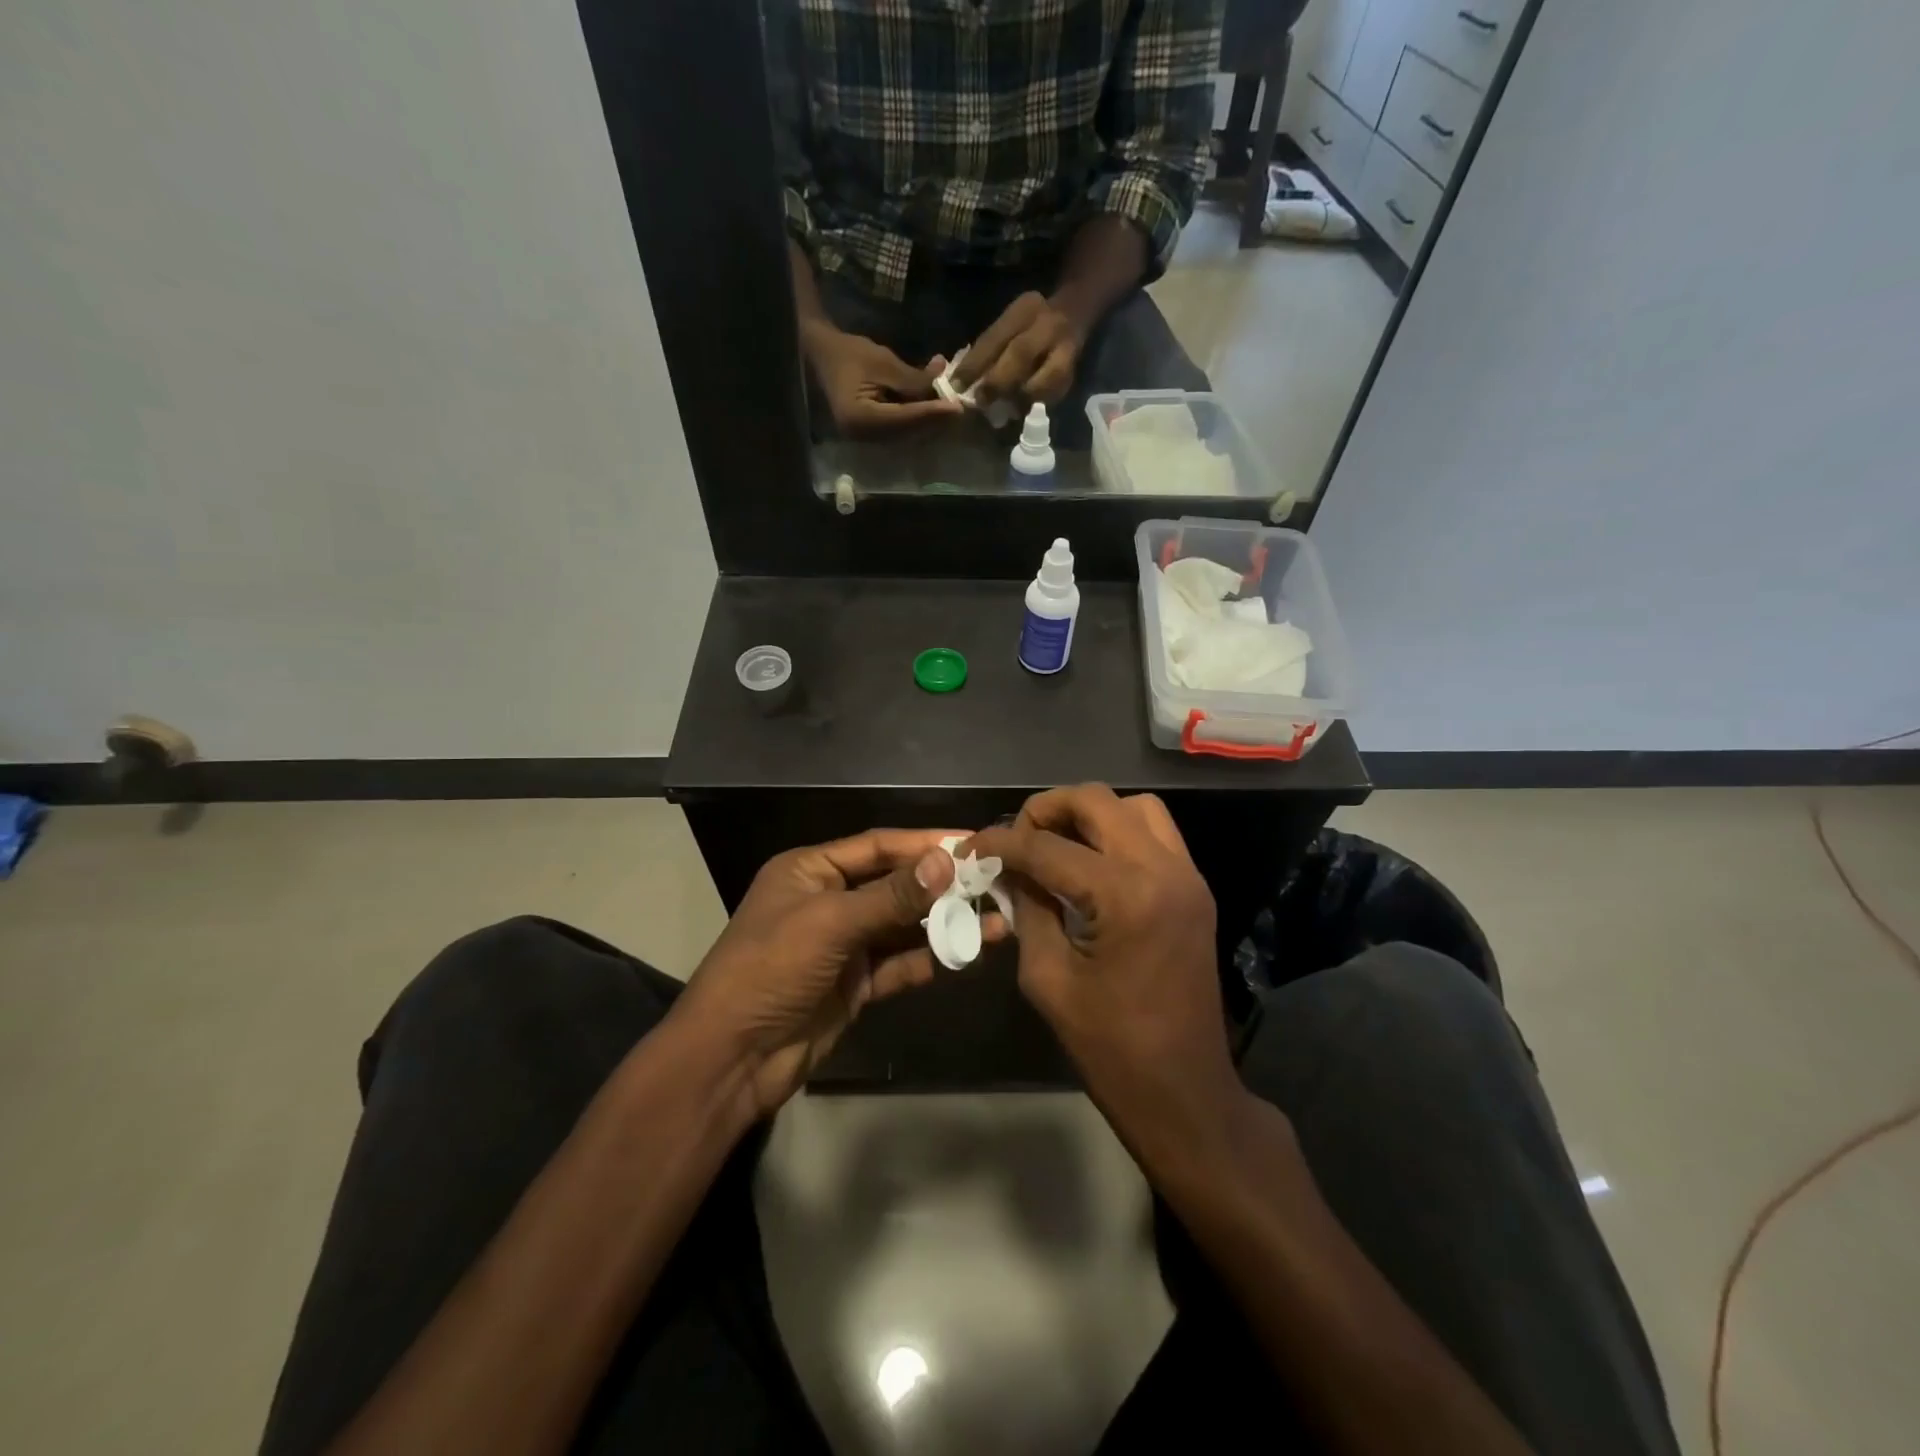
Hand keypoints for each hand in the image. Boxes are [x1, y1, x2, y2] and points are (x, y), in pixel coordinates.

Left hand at [674, 830, 972, 1115]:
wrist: (732, 1059)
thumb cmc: (771, 969)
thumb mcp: (830, 923)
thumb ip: (891, 896)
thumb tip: (946, 862)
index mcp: (810, 871)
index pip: (878, 846)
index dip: (925, 843)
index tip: (972, 843)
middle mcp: (828, 900)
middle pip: (894, 885)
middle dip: (941, 886)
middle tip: (992, 883)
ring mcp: (842, 944)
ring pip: (901, 927)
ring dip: (942, 925)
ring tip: (995, 924)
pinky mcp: (854, 984)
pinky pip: (898, 964)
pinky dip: (928, 959)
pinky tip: (965, 956)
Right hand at [803, 324, 962, 434]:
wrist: (822, 355)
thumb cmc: (848, 353)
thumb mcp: (883, 361)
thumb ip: (913, 378)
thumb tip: (943, 380)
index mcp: (860, 419)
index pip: (905, 419)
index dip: (932, 413)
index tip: (957, 408)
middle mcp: (863, 437)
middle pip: (908, 433)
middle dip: (935, 421)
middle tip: (960, 410)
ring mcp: (867, 439)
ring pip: (907, 435)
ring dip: (929, 423)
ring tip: (951, 409)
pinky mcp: (872, 435)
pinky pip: (901, 431)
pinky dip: (918, 420)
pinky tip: (934, 409)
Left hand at [950, 291, 1086, 406]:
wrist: (1074, 311)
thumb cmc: (1030, 324)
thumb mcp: (1009, 324)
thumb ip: (989, 349)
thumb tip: (962, 382)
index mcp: (1024, 309)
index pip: (995, 337)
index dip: (974, 364)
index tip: (956, 385)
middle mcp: (1047, 324)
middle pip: (1021, 353)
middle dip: (998, 381)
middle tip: (981, 401)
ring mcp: (1066, 346)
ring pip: (1049, 375)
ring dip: (1024, 396)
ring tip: (1006, 412)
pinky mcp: (1075, 369)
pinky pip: (1058, 390)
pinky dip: (1039, 403)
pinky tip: (1024, 411)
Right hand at [965, 785, 1249, 1167]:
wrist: (1184, 1091)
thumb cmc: (1109, 1047)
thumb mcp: (1047, 977)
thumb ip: (1027, 910)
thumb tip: (1010, 871)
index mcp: (1124, 896)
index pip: (1047, 846)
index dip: (1001, 842)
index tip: (970, 848)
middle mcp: (1162, 869)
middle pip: (1095, 800)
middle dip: (1045, 809)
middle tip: (1015, 838)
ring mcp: (1187, 876)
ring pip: (1133, 806)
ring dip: (1089, 814)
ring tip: (1056, 844)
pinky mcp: (1195, 889)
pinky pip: (1156, 833)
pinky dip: (1119, 832)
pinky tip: (1091, 864)